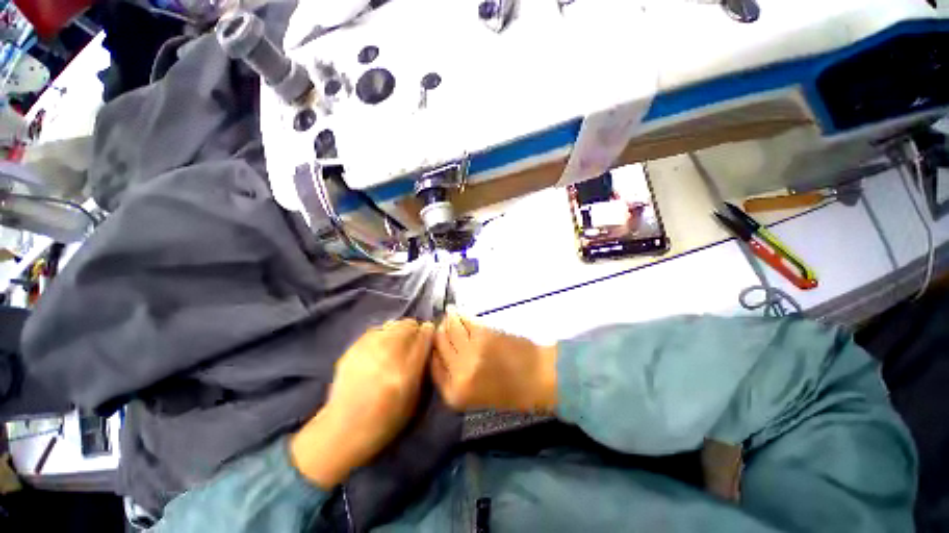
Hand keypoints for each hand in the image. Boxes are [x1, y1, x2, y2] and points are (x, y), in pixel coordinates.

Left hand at [290, 319, 433, 488]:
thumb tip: (426, 342)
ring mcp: (368, 351)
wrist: (342, 431)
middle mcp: (387, 357)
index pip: (424, 338)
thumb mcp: (414, 401)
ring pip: (392, 324)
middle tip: (414, 339)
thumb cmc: (385, 422)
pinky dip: (384, 334)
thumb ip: (422, 369)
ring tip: (398, 342)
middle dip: (415, 329)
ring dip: (400, 330)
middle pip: (408, 325)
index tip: (429, 332)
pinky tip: (381, 346)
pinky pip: (376, 330)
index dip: (429, 332)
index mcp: (405, 373)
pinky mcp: (353, 349)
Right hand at [432, 310, 557, 412]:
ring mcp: (470, 351)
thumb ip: (457, 379)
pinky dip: (461, 315)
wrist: (540, 378)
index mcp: (455, 394)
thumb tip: (445, 355)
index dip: (433, 351)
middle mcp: (458, 373)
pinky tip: (459, 311)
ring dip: (448, 319)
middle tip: (441, 323)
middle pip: (439, 345)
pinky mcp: (483, 334)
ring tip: (450, 312)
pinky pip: (466, 321)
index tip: (435, 341)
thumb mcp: (478, 396)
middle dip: (439, 332)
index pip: (433, 367)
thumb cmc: (512, 392)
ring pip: (450, 329)